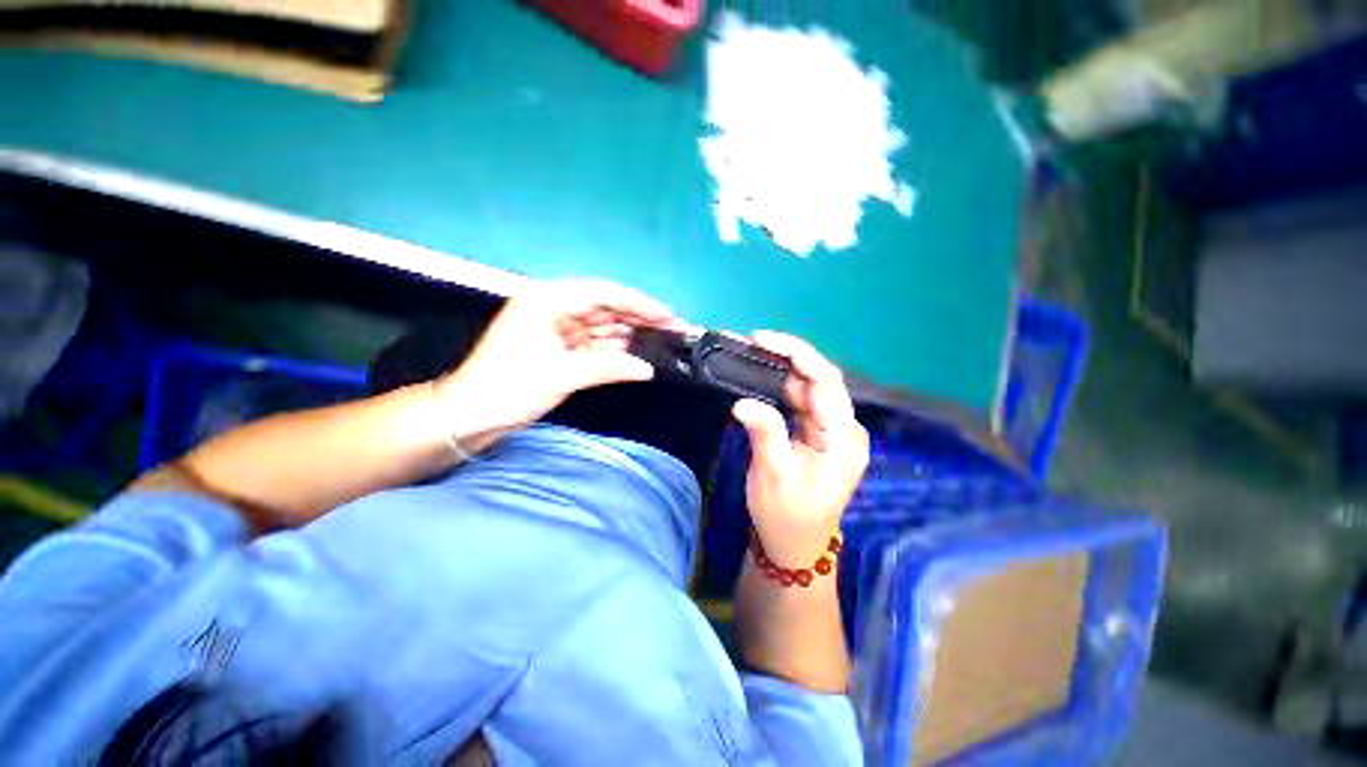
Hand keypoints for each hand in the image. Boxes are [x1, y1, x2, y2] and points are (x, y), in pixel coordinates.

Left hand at [431, 279, 675, 448]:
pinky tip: (637, 355)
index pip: (604, 294)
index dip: (639, 304)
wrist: (471, 416)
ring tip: (662, 342)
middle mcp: (555, 308)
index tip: (667, 316)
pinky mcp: (561, 349)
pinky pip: (596, 345)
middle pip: (607, 309)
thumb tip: (647, 368)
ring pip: (603, 327)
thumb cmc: (508, 387)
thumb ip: (609, 366)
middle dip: (639, 319)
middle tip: (672, 330)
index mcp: (548, 300)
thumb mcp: (562, 374)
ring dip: (630, 335)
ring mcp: (558, 329)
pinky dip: (615, 351)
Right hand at [732, 332, 869, 566]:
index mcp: (842, 438)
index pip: (825, 381)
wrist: (794, 548)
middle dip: (786, 358)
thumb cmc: (786, 517)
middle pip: (819, 380)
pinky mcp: (819, 435)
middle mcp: (844, 429)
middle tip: (750, 345)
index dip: (796, 352)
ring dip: (782, 372)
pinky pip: (802, 403)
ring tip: (751, 357)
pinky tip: (762, 380)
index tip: (762, 339)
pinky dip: (782, 389)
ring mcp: (832, 432)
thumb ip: (764, 434)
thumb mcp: (772, 475)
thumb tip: (744, 402)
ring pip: (809, 389)